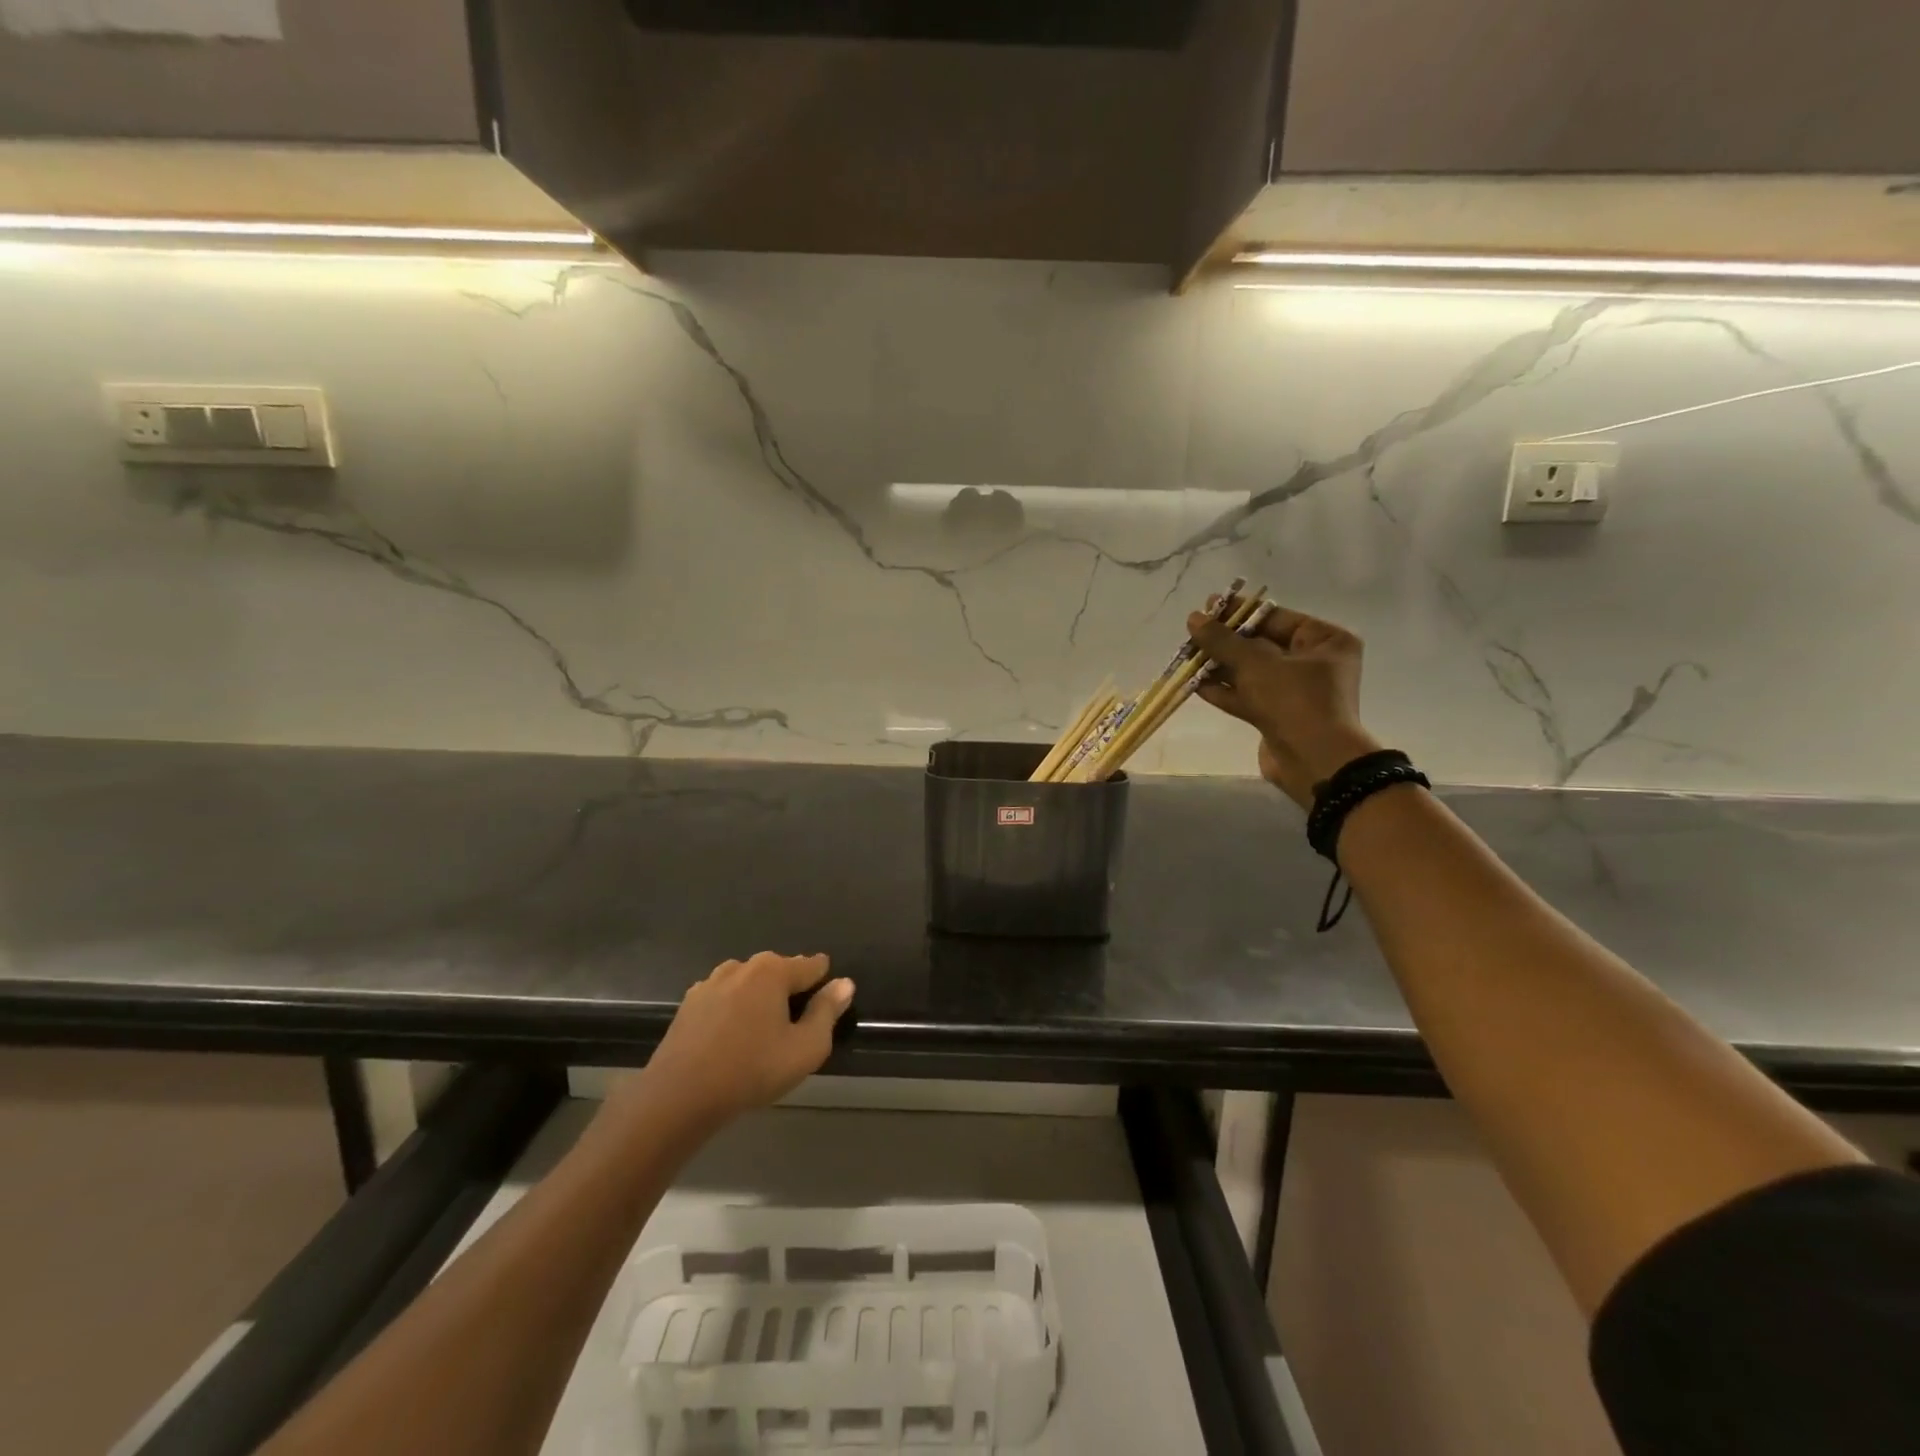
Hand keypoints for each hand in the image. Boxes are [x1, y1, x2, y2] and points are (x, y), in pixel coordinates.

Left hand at [636, 952, 853, 1129]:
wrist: (678, 1096)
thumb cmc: (751, 1070)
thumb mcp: (805, 1048)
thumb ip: (827, 1012)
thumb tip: (844, 984)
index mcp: (772, 971)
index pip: (810, 965)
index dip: (823, 980)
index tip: (827, 1000)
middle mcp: (742, 966)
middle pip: (778, 970)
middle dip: (790, 989)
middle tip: (796, 1023)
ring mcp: (711, 983)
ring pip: (748, 982)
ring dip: (759, 998)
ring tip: (764, 1030)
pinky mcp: (689, 1004)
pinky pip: (724, 998)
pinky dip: (734, 1009)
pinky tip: (732, 1036)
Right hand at [1187, 603, 1379, 806]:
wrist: (1314, 763)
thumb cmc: (1294, 701)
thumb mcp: (1256, 664)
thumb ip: (1223, 640)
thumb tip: (1194, 618)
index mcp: (1326, 641)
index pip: (1277, 618)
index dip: (1240, 612)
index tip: (1208, 607)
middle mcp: (1314, 664)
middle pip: (1262, 644)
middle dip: (1226, 642)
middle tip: (1193, 633)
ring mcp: (1296, 692)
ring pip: (1251, 672)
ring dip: (1220, 666)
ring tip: (1188, 658)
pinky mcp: (1278, 716)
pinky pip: (1248, 696)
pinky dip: (1225, 690)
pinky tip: (1196, 684)